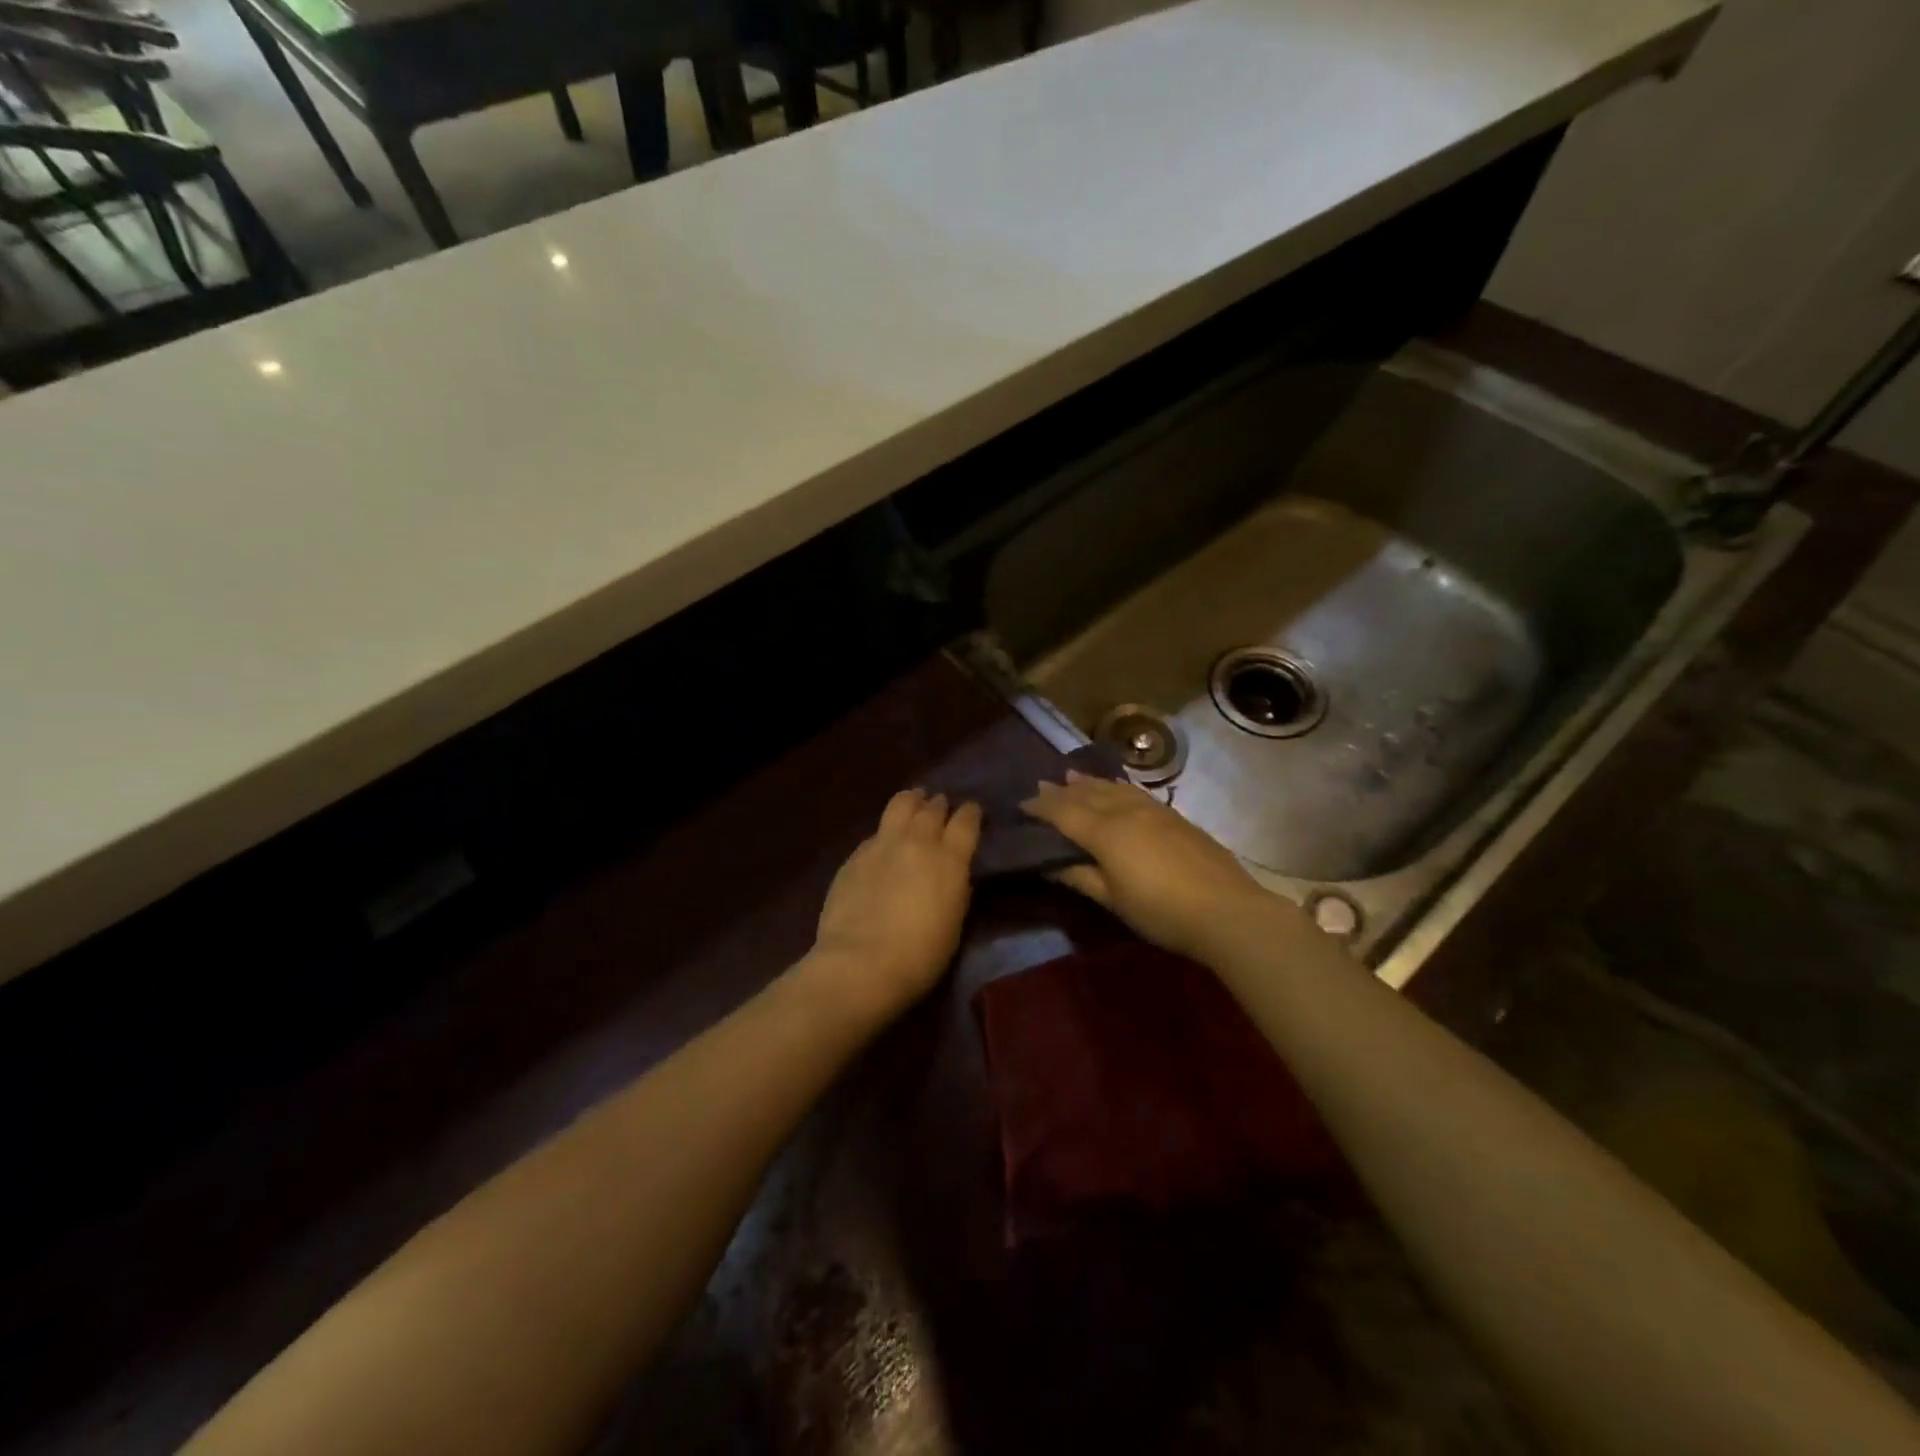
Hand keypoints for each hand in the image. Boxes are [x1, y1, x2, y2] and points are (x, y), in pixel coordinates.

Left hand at [810, 789, 981, 1021]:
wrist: (861, 964)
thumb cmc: (920, 956)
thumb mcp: (954, 922)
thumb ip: (955, 888)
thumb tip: (954, 873)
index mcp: (950, 859)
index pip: (966, 821)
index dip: (971, 812)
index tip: (972, 811)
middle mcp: (918, 841)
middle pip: (932, 808)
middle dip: (939, 804)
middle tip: (940, 806)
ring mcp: (882, 844)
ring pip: (900, 805)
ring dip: (911, 801)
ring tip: (914, 801)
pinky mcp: (855, 856)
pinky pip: (875, 833)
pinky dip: (885, 832)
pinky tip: (884, 841)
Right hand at [1021, 772, 1278, 961]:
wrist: (1227, 910)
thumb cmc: (1161, 911)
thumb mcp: (1113, 900)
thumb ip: (1080, 877)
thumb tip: (1050, 863)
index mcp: (1105, 832)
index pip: (1064, 812)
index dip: (1041, 807)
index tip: (1022, 804)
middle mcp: (1126, 811)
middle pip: (1087, 794)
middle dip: (1062, 790)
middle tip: (1041, 785)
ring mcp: (1154, 810)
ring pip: (1113, 788)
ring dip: (1089, 782)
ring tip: (1072, 775)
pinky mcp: (1175, 817)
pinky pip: (1135, 792)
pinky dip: (1116, 786)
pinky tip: (1116, 788)